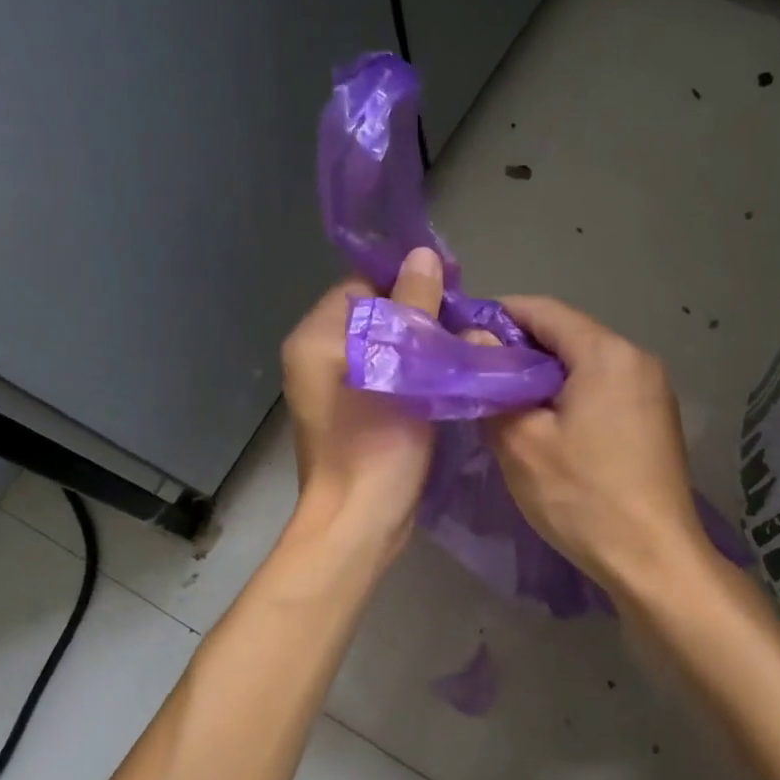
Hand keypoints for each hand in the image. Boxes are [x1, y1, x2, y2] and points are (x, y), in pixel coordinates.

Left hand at [281, 247, 445, 549]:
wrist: (359, 523)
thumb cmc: (376, 444)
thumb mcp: (402, 369)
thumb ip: (413, 309)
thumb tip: (423, 256)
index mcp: (316, 338)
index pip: (363, 285)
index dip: (407, 283)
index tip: (452, 291)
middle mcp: (316, 357)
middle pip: (374, 315)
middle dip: (418, 315)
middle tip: (463, 325)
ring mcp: (331, 388)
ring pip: (383, 346)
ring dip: (420, 345)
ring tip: (461, 348)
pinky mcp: (351, 413)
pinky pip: (385, 374)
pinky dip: (412, 371)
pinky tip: (444, 378)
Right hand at [485, 296, 707, 596]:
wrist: (654, 560)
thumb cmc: (582, 496)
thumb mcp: (522, 441)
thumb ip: (494, 383)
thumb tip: (475, 338)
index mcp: (607, 352)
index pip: (543, 310)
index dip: (498, 316)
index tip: (461, 334)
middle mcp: (637, 358)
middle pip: (567, 335)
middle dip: (519, 349)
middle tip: (477, 374)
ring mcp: (653, 389)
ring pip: (585, 364)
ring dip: (544, 375)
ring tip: (504, 401)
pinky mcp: (656, 418)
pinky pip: (604, 388)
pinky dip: (570, 395)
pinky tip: (546, 424)